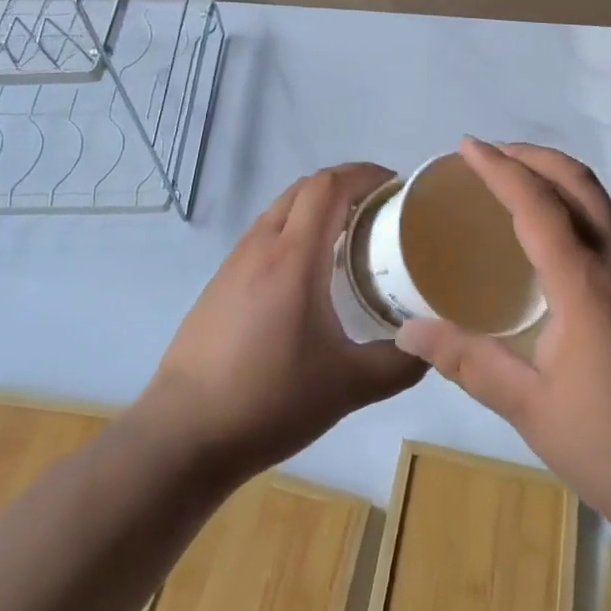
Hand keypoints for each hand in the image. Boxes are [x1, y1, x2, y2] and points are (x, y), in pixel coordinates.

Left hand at [141, 164, 426, 479]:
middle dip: (345, 184)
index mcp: (293, 256)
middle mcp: (261, 245)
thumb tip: (428, 346)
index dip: (364, 174)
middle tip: (379, 207)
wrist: (182, 435)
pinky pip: (264, 234)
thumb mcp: (346, 387)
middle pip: (305, 187)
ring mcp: (234, 262)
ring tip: (349, 234)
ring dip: (316, 205)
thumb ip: (397, 364)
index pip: (329, 186)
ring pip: (281, 208)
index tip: (395, 186)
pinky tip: (308, 272)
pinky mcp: (219, 283)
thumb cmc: (268, 401)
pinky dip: (294, 229)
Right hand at [396, 139, 610, 550]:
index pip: (536, 202)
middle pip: (577, 181)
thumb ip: (469, 362)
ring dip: (558, 177)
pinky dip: (579, 206)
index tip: (466, 146)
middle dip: (532, 156)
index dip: (499, 168)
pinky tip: (561, 240)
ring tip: (519, 185)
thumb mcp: (531, 409)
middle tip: (491, 155)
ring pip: (601, 200)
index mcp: (586, 282)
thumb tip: (409, 330)